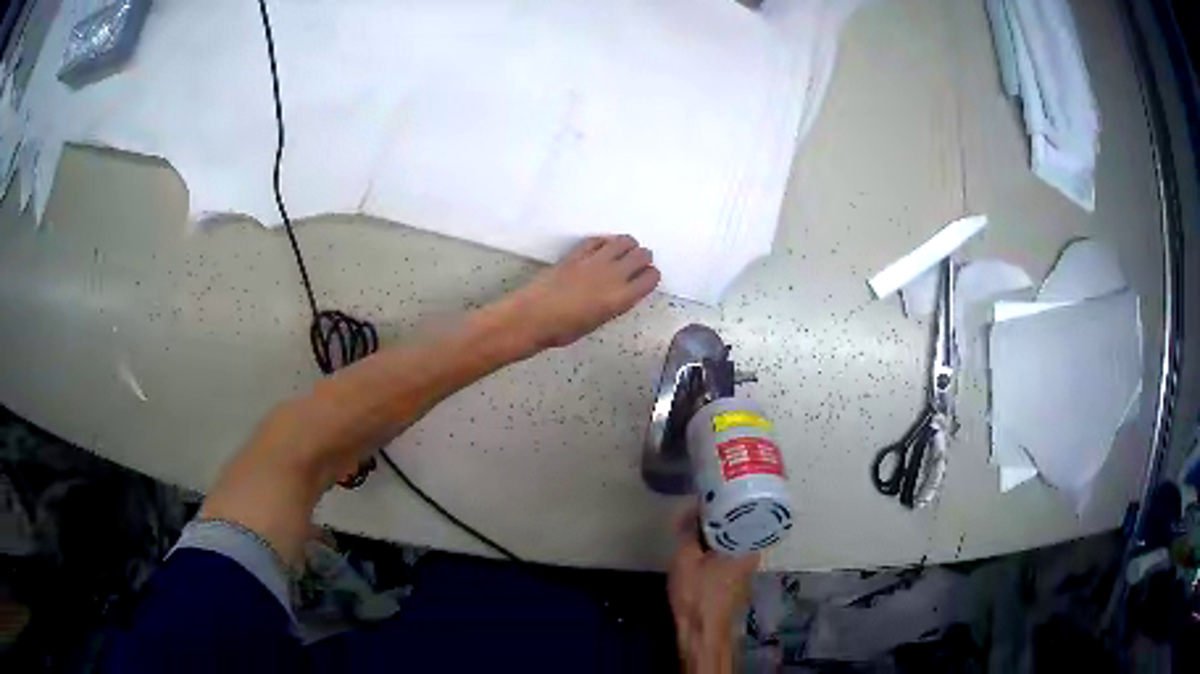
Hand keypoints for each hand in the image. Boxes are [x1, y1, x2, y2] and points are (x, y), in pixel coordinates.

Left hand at [502, 235, 659, 348]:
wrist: (534, 317)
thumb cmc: (565, 330)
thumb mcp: (599, 321)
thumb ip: (616, 303)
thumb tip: (622, 292)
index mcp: (622, 297)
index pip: (651, 277)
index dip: (651, 276)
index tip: (645, 279)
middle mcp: (614, 274)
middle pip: (642, 255)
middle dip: (643, 258)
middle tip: (636, 264)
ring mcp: (595, 260)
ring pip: (624, 241)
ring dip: (627, 245)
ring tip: (621, 253)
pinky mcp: (577, 252)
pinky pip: (599, 240)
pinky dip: (605, 242)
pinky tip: (602, 248)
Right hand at [668, 510, 759, 673]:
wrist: (702, 630)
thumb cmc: (696, 593)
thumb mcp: (685, 557)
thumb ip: (690, 529)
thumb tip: (694, 506)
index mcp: (748, 545)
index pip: (746, 510)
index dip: (730, 498)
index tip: (714, 488)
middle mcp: (754, 553)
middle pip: (741, 524)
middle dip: (722, 513)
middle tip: (703, 501)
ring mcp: (748, 567)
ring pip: (735, 539)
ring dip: (719, 529)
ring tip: (700, 518)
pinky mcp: (739, 578)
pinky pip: (731, 551)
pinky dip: (719, 544)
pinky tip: (703, 542)